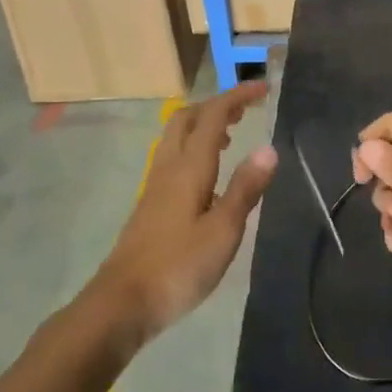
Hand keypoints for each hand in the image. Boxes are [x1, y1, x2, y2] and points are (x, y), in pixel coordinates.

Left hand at [93, 83, 275, 342]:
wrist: (121, 303)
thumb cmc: (178, 267)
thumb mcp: (223, 231)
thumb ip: (245, 188)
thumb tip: (269, 148)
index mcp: (189, 167)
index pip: (213, 115)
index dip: (237, 96)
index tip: (264, 88)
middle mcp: (169, 167)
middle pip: (188, 118)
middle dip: (217, 105)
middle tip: (246, 110)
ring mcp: (155, 185)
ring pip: (177, 137)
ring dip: (204, 125)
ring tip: (231, 136)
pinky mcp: (150, 205)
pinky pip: (174, 157)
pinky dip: (195, 148)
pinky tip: (209, 174)